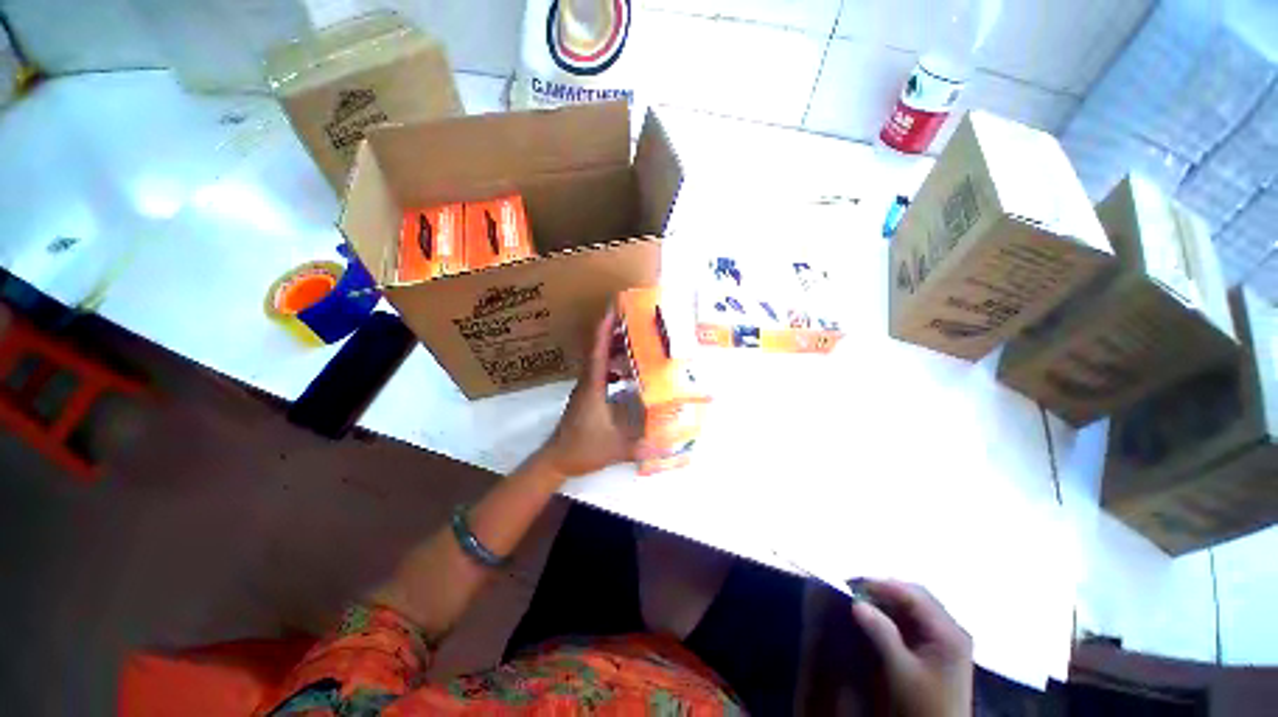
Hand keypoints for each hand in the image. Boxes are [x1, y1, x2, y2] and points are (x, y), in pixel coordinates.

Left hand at [538, 308, 643, 478]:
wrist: (556, 459)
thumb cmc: (583, 448)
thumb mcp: (615, 448)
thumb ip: (642, 447)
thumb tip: (669, 445)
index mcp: (593, 387)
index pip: (598, 352)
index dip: (605, 330)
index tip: (613, 310)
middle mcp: (587, 383)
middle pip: (599, 351)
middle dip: (613, 334)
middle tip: (633, 322)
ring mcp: (585, 389)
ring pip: (599, 362)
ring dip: (613, 350)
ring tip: (633, 342)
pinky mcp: (586, 397)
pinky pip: (599, 374)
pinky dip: (612, 367)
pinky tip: (625, 373)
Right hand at [852, 580, 972, 716]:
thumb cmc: (924, 705)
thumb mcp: (901, 671)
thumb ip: (881, 634)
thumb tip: (857, 604)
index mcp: (948, 633)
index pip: (913, 594)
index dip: (882, 585)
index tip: (852, 583)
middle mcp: (952, 630)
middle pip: (916, 596)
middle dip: (885, 590)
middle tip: (855, 589)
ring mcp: (948, 639)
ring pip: (915, 607)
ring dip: (889, 601)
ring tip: (863, 601)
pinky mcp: (942, 648)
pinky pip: (917, 620)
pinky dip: (896, 614)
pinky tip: (879, 618)